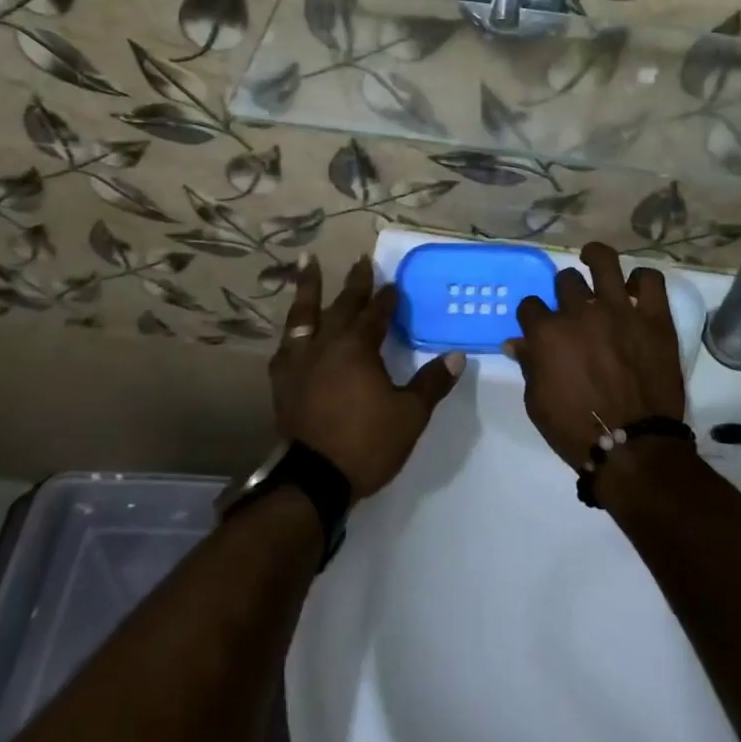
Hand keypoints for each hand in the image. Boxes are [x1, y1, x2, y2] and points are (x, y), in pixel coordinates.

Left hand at [270, 256, 461, 497]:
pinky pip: (286, 346)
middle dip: (355, 283)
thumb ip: (432, 382)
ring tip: (308, 262)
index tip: (394, 285)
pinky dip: (291, 333)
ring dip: (309, 289)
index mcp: (358, 348)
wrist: (312, 481)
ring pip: (304, 315)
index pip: (376, 314)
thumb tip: (457, 356)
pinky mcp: (283, 382)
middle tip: (361, 260)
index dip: (387, 299)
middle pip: (343, 305)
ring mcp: (300, 362)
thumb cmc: (366, 443)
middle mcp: (327, 345)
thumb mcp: (410, 415)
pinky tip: (292, 331)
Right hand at [507, 243, 685, 470]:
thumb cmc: (577, 430)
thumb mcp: (537, 403)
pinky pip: (650, 280)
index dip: (532, 315)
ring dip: (595, 258)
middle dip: (564, 293)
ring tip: (593, 259)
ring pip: (604, 263)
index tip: (538, 325)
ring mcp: (620, 311)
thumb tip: (516, 342)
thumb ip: (528, 365)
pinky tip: (635, 288)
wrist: (634, 448)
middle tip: (572, 308)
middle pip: (565, 281)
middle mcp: (581, 313)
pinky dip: (642, 279)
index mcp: (548, 334)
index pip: (530, 306)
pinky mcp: (654, 318)